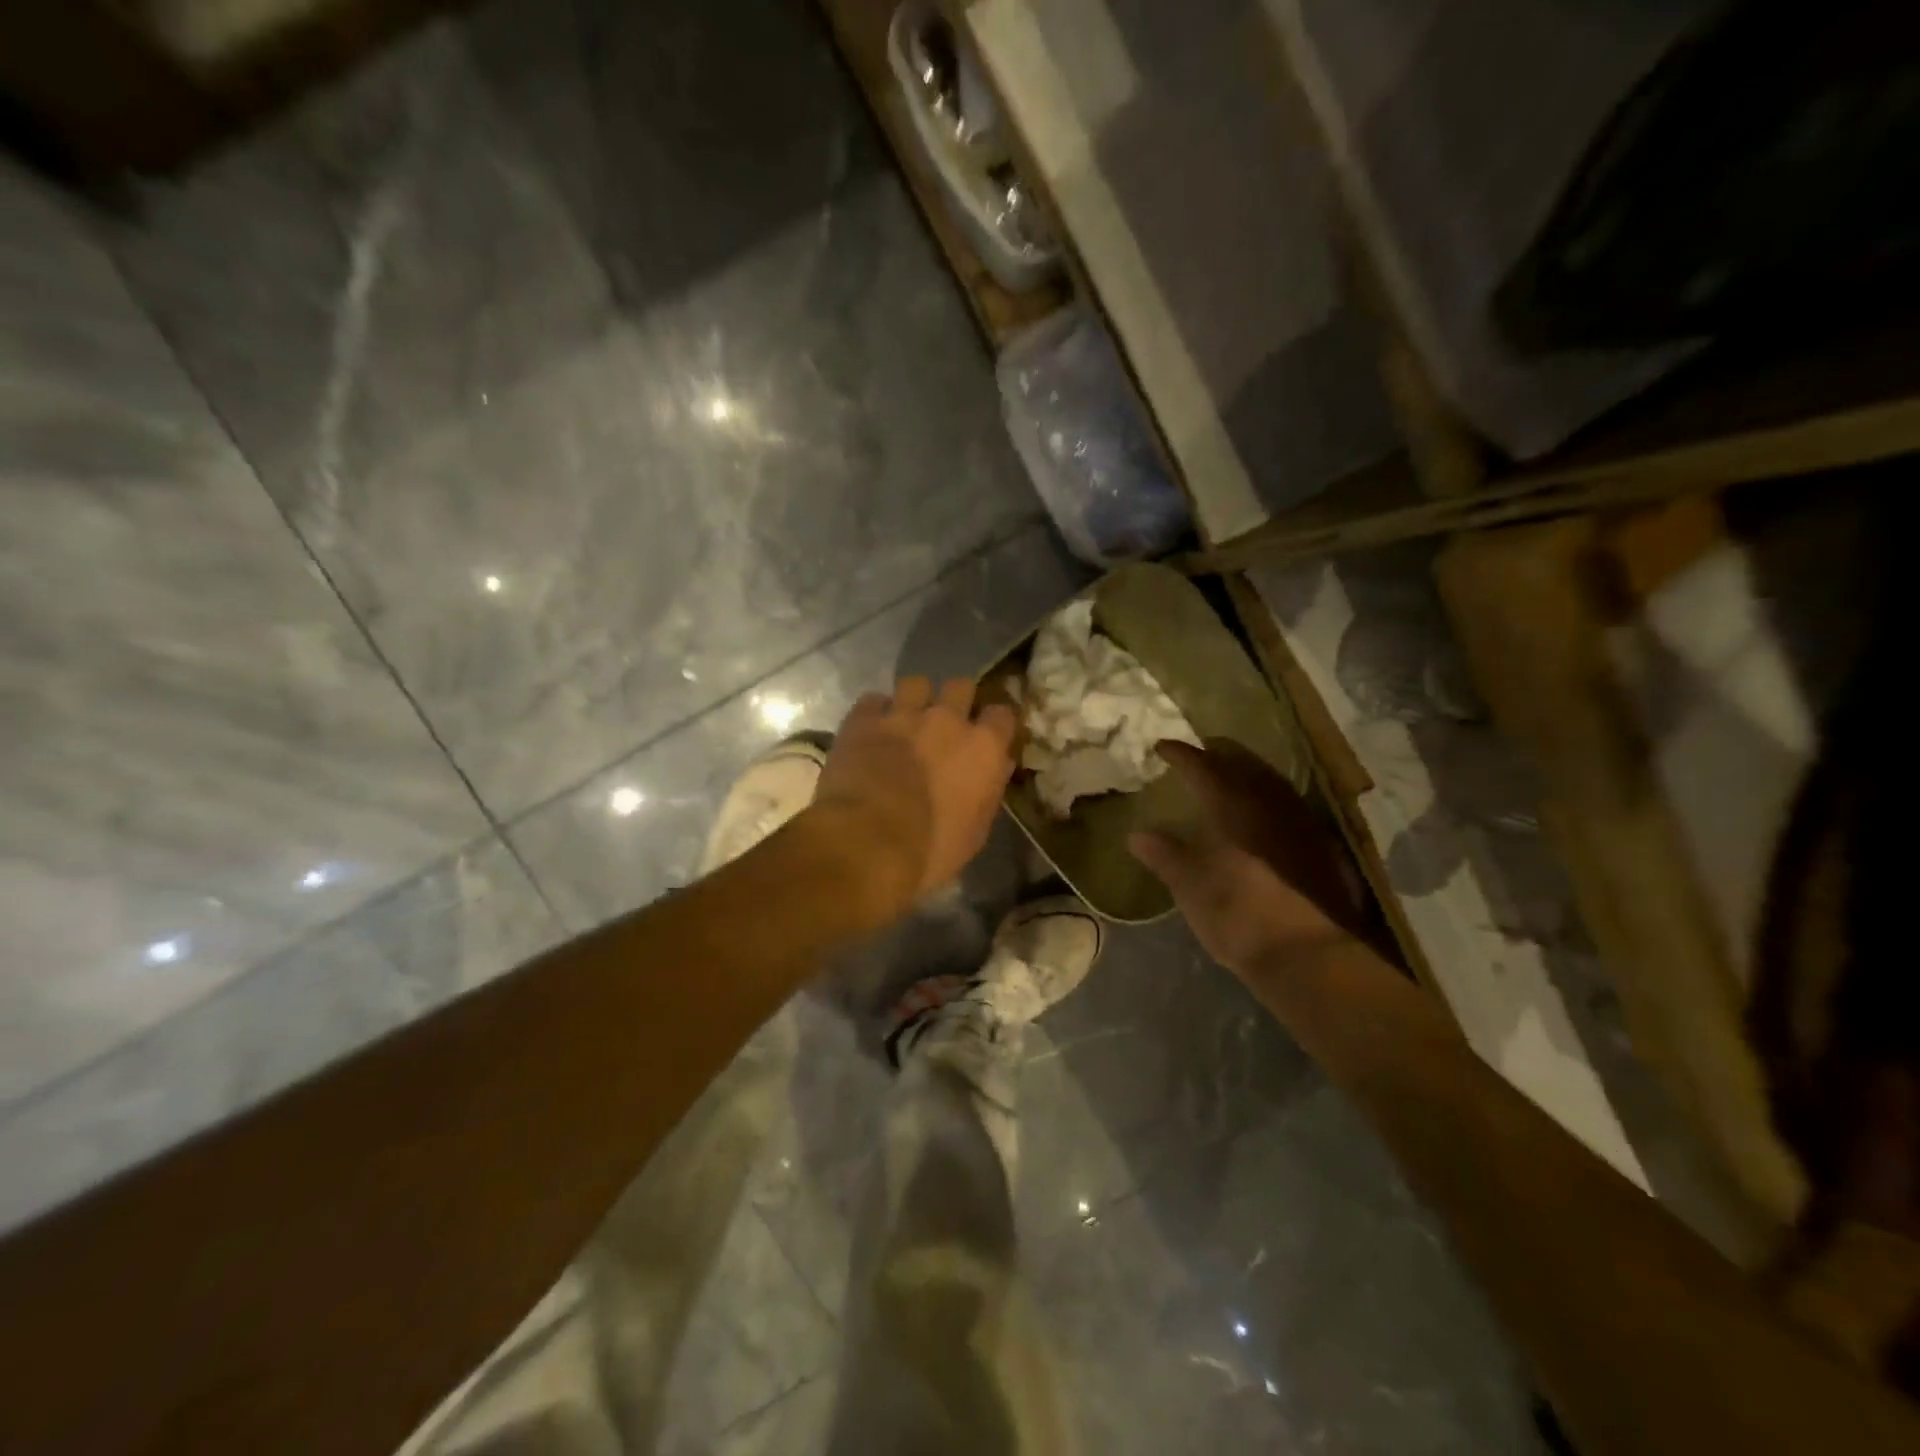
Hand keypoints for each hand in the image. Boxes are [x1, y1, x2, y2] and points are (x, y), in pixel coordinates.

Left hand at [813, 677, 1017, 901]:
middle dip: (955, 700)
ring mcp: (902, 714)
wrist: (867, 844)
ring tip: (905, 720)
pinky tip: (870, 730)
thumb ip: (989, 790)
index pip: (1003, 713)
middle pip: (960, 685)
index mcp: (983, 748)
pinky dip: (874, 712)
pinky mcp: (862, 719)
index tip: (988, 734)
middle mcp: (947, 719)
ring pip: (916, 683)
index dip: (995, 722)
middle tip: (944, 724)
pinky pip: (873, 700)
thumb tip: (997, 766)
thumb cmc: (930, 849)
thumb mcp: (976, 831)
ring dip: (914, 699)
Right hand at [1129, 740, 1366, 976]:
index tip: (1163, 746)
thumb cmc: (1237, 914)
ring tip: (1231, 779)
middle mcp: (1268, 804)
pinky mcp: (1321, 848)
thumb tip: (1137, 835)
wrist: (1308, 955)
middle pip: (1242, 765)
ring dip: (1247, 775)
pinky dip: (1268, 801)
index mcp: (1232, 805)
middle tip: (1200, 755)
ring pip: (1270, 783)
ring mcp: (1300, 823)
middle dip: (1218, 756)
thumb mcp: (1189, 886)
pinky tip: (1263, 818)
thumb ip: (1164, 855)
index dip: (1181, 754)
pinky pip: (1289, 807)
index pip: (1202, 766)